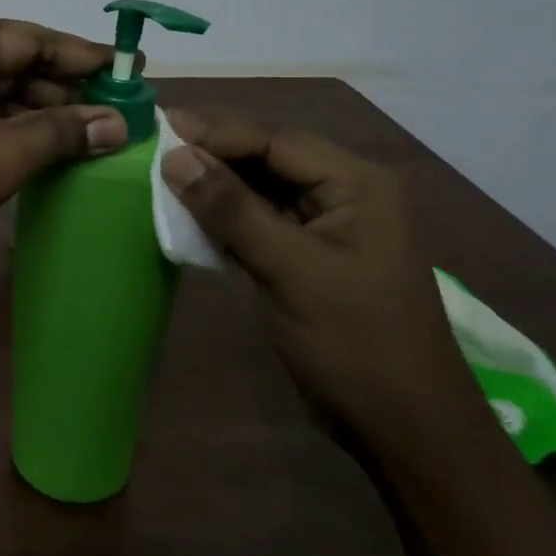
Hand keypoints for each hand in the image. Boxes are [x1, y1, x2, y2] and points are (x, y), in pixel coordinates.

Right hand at [160, 110, 485, 445]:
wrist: (403, 428)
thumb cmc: (355, 343)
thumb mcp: (291, 270)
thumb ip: (233, 210)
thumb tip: (175, 157)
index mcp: (357, 185)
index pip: (275, 141)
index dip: (216, 132)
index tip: (158, 127)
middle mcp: (344, 194)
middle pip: (268, 158)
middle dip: (213, 153)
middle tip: (152, 147)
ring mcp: (326, 227)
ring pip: (261, 189)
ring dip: (215, 185)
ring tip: (160, 175)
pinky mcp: (308, 257)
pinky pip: (260, 221)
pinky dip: (224, 217)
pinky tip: (187, 215)